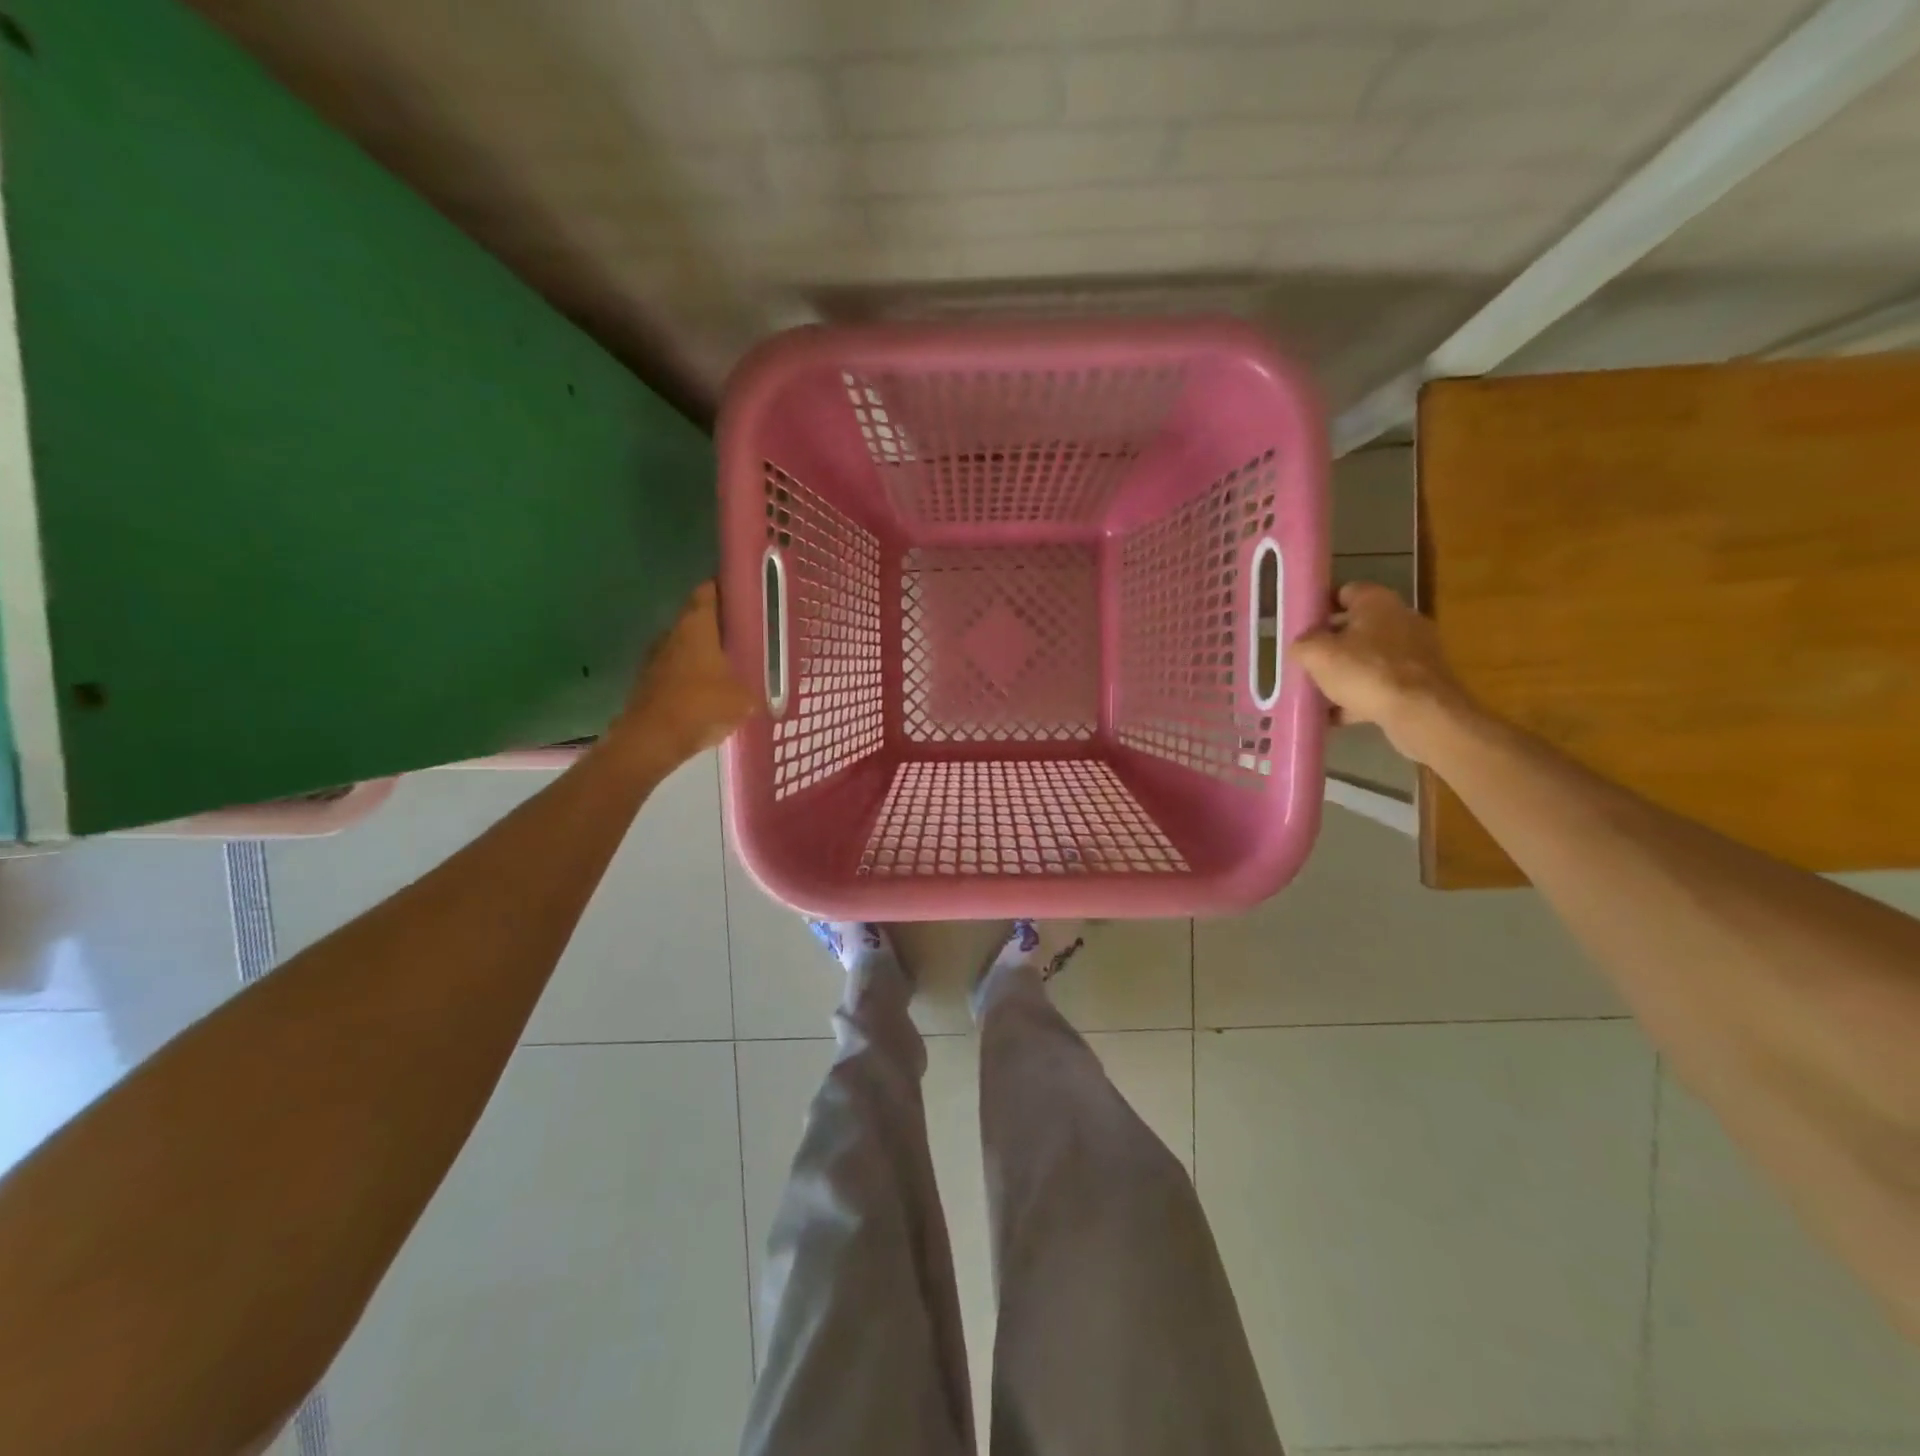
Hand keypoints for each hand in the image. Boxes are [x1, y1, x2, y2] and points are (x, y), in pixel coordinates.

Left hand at [606, 582, 755, 773]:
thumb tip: (764, 692)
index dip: (725, 589)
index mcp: (697, 625)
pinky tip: (709, 692)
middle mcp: (672, 633)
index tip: (744, 595)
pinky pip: (676, 670)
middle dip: (719, 625)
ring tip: (731, 666)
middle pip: (697, 619)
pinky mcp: (648, 681)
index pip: (708, 592)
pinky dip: (692, 675)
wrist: (652, 739)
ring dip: (704, 652)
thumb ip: (756, 688)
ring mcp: (656, 657)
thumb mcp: (744, 699)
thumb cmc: (702, 705)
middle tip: (745, 635)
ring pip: (685, 645)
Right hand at [1293, 582, 1477, 763]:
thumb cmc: (1366, 672)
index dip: (1320, 606)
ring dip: (1345, 673)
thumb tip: (1301, 645)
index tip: (1301, 625)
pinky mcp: (1421, 681)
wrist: (1421, 712)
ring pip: (1369, 658)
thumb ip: (1302, 644)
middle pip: (1356, 627)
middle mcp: (1401, 619)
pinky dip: (1360, 697)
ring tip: (1318, 692)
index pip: (1344, 591)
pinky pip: (1382, 684)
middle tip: (1306, 661)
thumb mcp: (1317, 655)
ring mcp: (1415, 651)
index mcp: (1377, 602)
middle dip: (1330, 644)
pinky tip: (1337, 716)